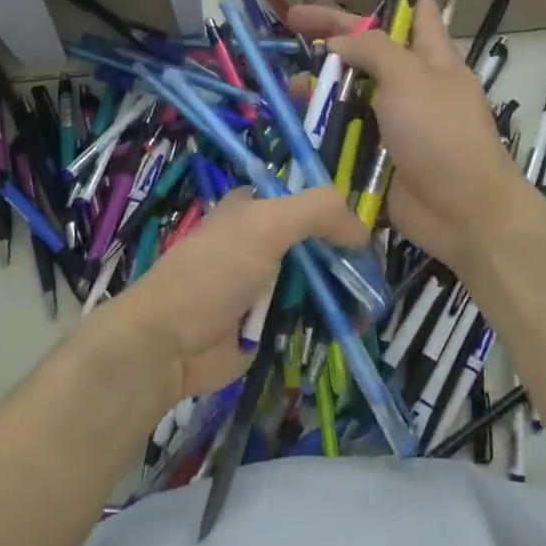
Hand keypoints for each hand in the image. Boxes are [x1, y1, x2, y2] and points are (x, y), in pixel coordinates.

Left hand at [87, 188, 366, 405]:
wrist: (170, 343)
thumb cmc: (213, 273)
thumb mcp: (265, 226)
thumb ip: (316, 212)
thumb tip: (362, 229)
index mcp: (255, 211)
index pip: (306, 202)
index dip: (337, 214)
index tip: (367, 234)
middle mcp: (262, 245)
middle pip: (318, 245)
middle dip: (346, 260)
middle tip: (375, 276)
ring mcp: (267, 287)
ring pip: (318, 283)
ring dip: (344, 294)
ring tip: (372, 306)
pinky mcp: (269, 326)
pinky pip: (310, 319)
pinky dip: (331, 323)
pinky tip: (357, 328)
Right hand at [286, 0, 534, 270]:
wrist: (462, 213)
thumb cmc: (442, 136)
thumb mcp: (411, 79)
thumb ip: (373, 51)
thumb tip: (339, 43)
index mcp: (430, 55)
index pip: (410, 2)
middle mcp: (411, 80)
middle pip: (369, 43)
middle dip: (333, 27)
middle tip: (291, 19)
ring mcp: (393, 117)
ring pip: (351, 85)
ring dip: (322, 78)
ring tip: (291, 78)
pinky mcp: (376, 149)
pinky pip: (345, 125)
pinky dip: (322, 118)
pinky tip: (299, 116)